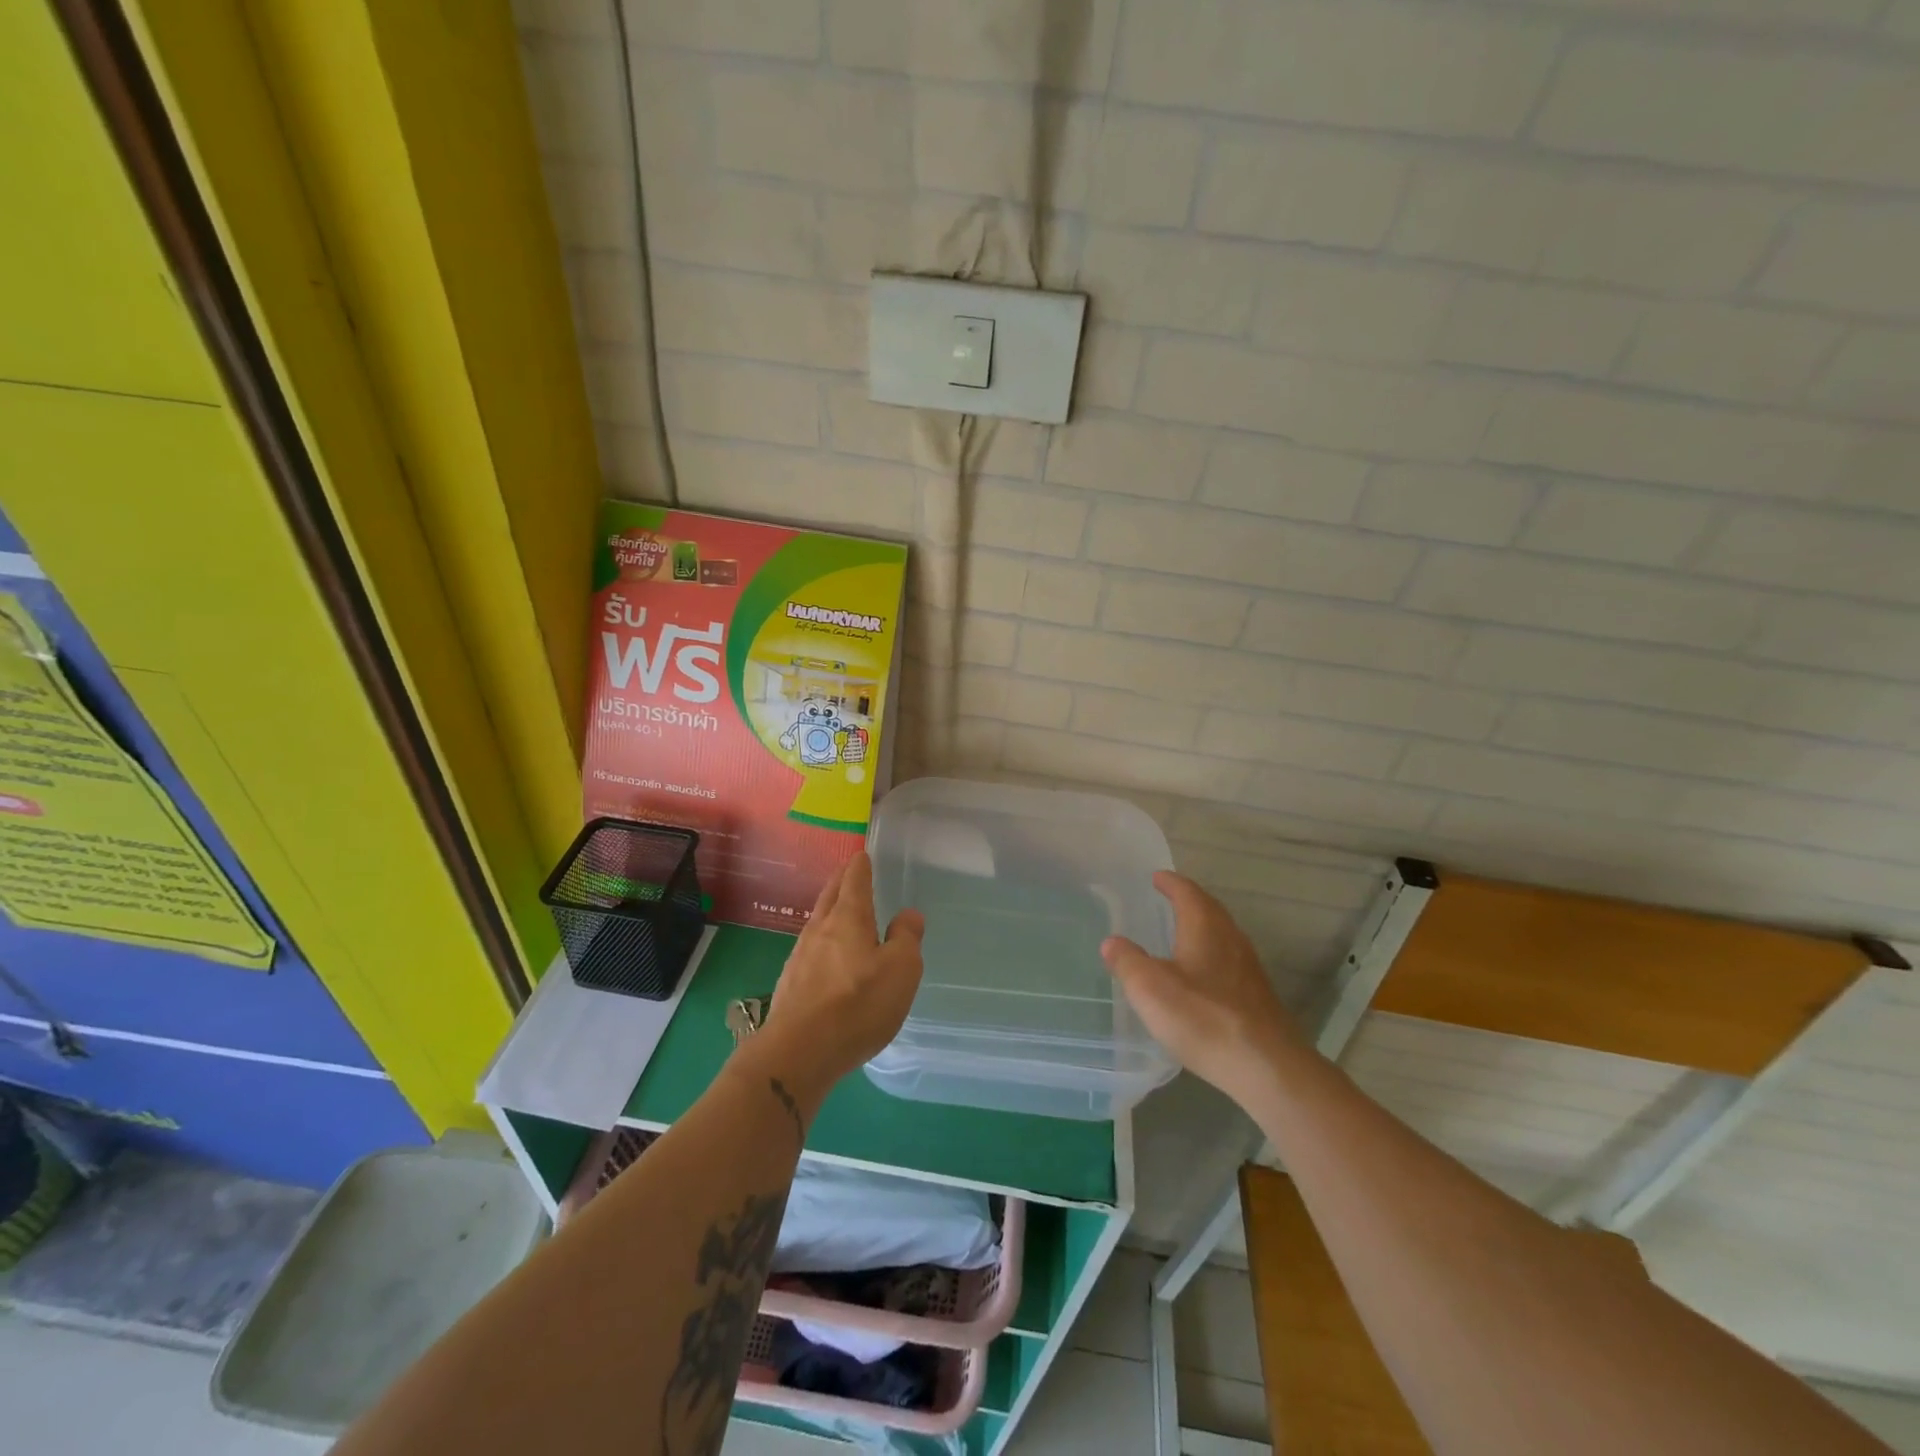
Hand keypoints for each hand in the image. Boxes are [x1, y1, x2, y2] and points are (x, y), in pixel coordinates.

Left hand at [755, 852, 924, 1101]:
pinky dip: (823, 942)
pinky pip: (811, 950)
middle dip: (841, 881)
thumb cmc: (858, 1004)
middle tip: (851, 873)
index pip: (854, 879)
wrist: (799, 1052)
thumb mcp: (901, 970)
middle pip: (830, 895)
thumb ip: (906, 938)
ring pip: (817, 922)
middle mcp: (820, 929)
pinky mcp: (791, 983)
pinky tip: (829, 958)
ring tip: (843, 913)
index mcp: (848, 917)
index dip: (861, 865)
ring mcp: (800, 956)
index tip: (863, 855)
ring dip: (830, 911)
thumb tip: (908, 914)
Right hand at [1101, 871, 1301, 1103]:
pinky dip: (1211, 955)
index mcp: (1205, 928)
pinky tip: (1201, 976)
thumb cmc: (1203, 1018)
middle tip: (1169, 898)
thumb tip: (1111, 942)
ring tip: (1182, 933)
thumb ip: (1127, 961)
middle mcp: (1231, 939)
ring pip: (1222, 935)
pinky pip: (1229, 961)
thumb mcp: (1150, 988)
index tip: (1157, 876)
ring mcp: (1248, 969)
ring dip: (1202, 928)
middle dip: (1189, 900)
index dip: (1171, 883)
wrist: (1266, 1067)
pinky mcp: (1257, 997)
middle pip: (1210, 910)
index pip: (1188, 893)